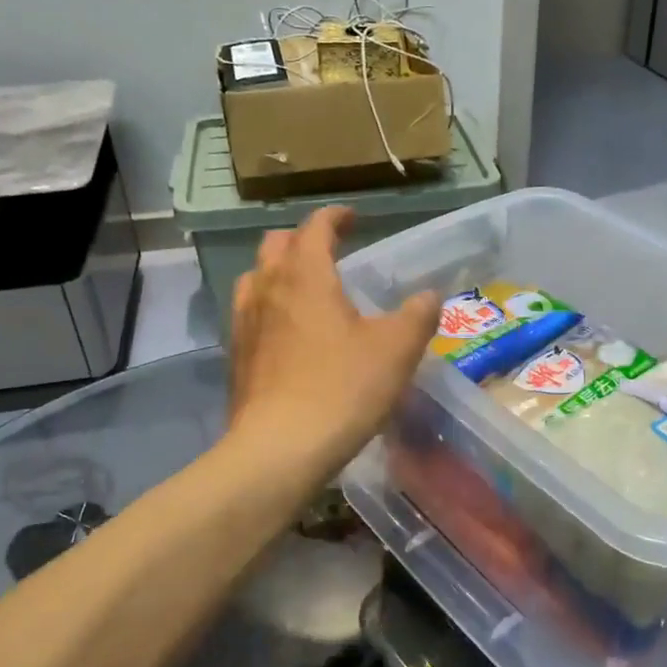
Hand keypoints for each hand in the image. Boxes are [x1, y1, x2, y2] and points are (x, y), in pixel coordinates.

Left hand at [228, 207, 439, 479]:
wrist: (278, 449)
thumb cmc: (342, 388)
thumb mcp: (396, 350)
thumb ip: (418, 315)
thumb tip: (430, 296)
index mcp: (306, 275)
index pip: (316, 227)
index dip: (336, 218)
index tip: (354, 219)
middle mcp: (268, 288)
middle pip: (276, 245)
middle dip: (303, 239)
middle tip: (330, 251)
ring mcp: (245, 322)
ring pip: (256, 277)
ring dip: (279, 271)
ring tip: (306, 289)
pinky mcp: (236, 356)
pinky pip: (249, 313)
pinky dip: (269, 307)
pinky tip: (288, 334)